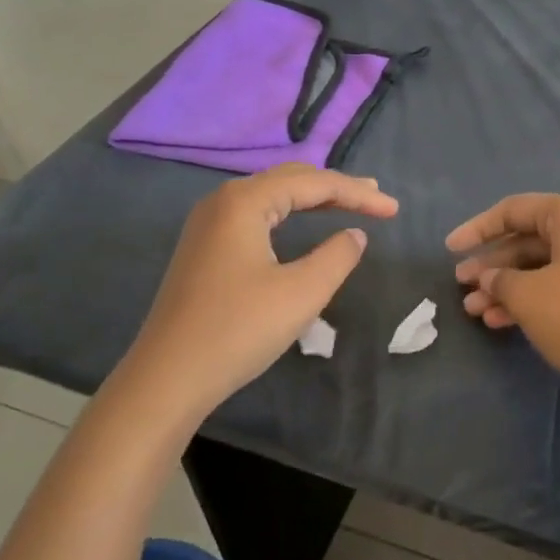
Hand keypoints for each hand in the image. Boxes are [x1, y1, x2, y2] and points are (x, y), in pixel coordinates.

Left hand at [129, 164, 397, 410]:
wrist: (166, 379)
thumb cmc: (238, 330)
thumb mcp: (301, 293)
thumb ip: (337, 256)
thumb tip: (354, 235)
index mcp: (245, 201)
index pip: (314, 183)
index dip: (358, 193)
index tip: (393, 209)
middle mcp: (223, 201)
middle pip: (290, 180)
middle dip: (336, 188)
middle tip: (375, 198)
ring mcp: (208, 224)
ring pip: (271, 196)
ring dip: (312, 198)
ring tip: (348, 202)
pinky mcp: (204, 248)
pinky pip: (256, 214)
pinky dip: (288, 213)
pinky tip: (301, 223)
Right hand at [447, 193, 559, 391]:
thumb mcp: (528, 296)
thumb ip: (500, 280)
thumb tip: (491, 278)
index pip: (514, 210)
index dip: (477, 229)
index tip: (450, 250)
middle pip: (528, 239)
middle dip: (491, 264)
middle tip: (461, 285)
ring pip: (542, 265)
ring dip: (507, 286)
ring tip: (474, 310)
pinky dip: (532, 298)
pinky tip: (500, 322)